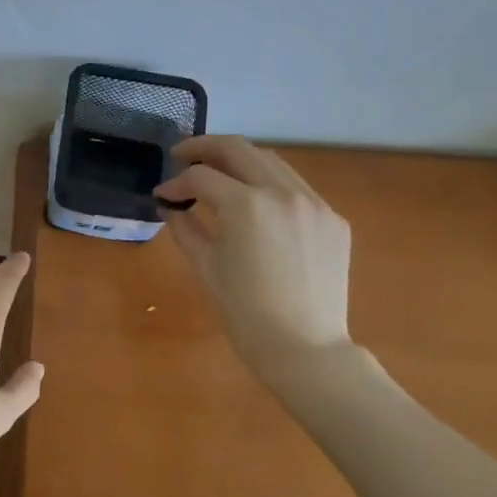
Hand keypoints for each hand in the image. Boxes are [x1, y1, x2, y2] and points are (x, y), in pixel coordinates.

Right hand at [154, 135, 354, 375]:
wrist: (305, 348)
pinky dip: (269, 185)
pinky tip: (257, 203)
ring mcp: (314, 203)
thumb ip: (185, 228)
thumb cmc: (245, 312)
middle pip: (237, 149)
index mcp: (247, 205)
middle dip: (204, 148)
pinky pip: (296, 187)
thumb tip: (171, 206)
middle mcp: (283, 192)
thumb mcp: (206, 267)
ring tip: (218, 172)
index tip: (163, 194)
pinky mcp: (332, 218)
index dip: (176, 182)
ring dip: (239, 161)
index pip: (201, 177)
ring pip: (270, 161)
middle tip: (182, 155)